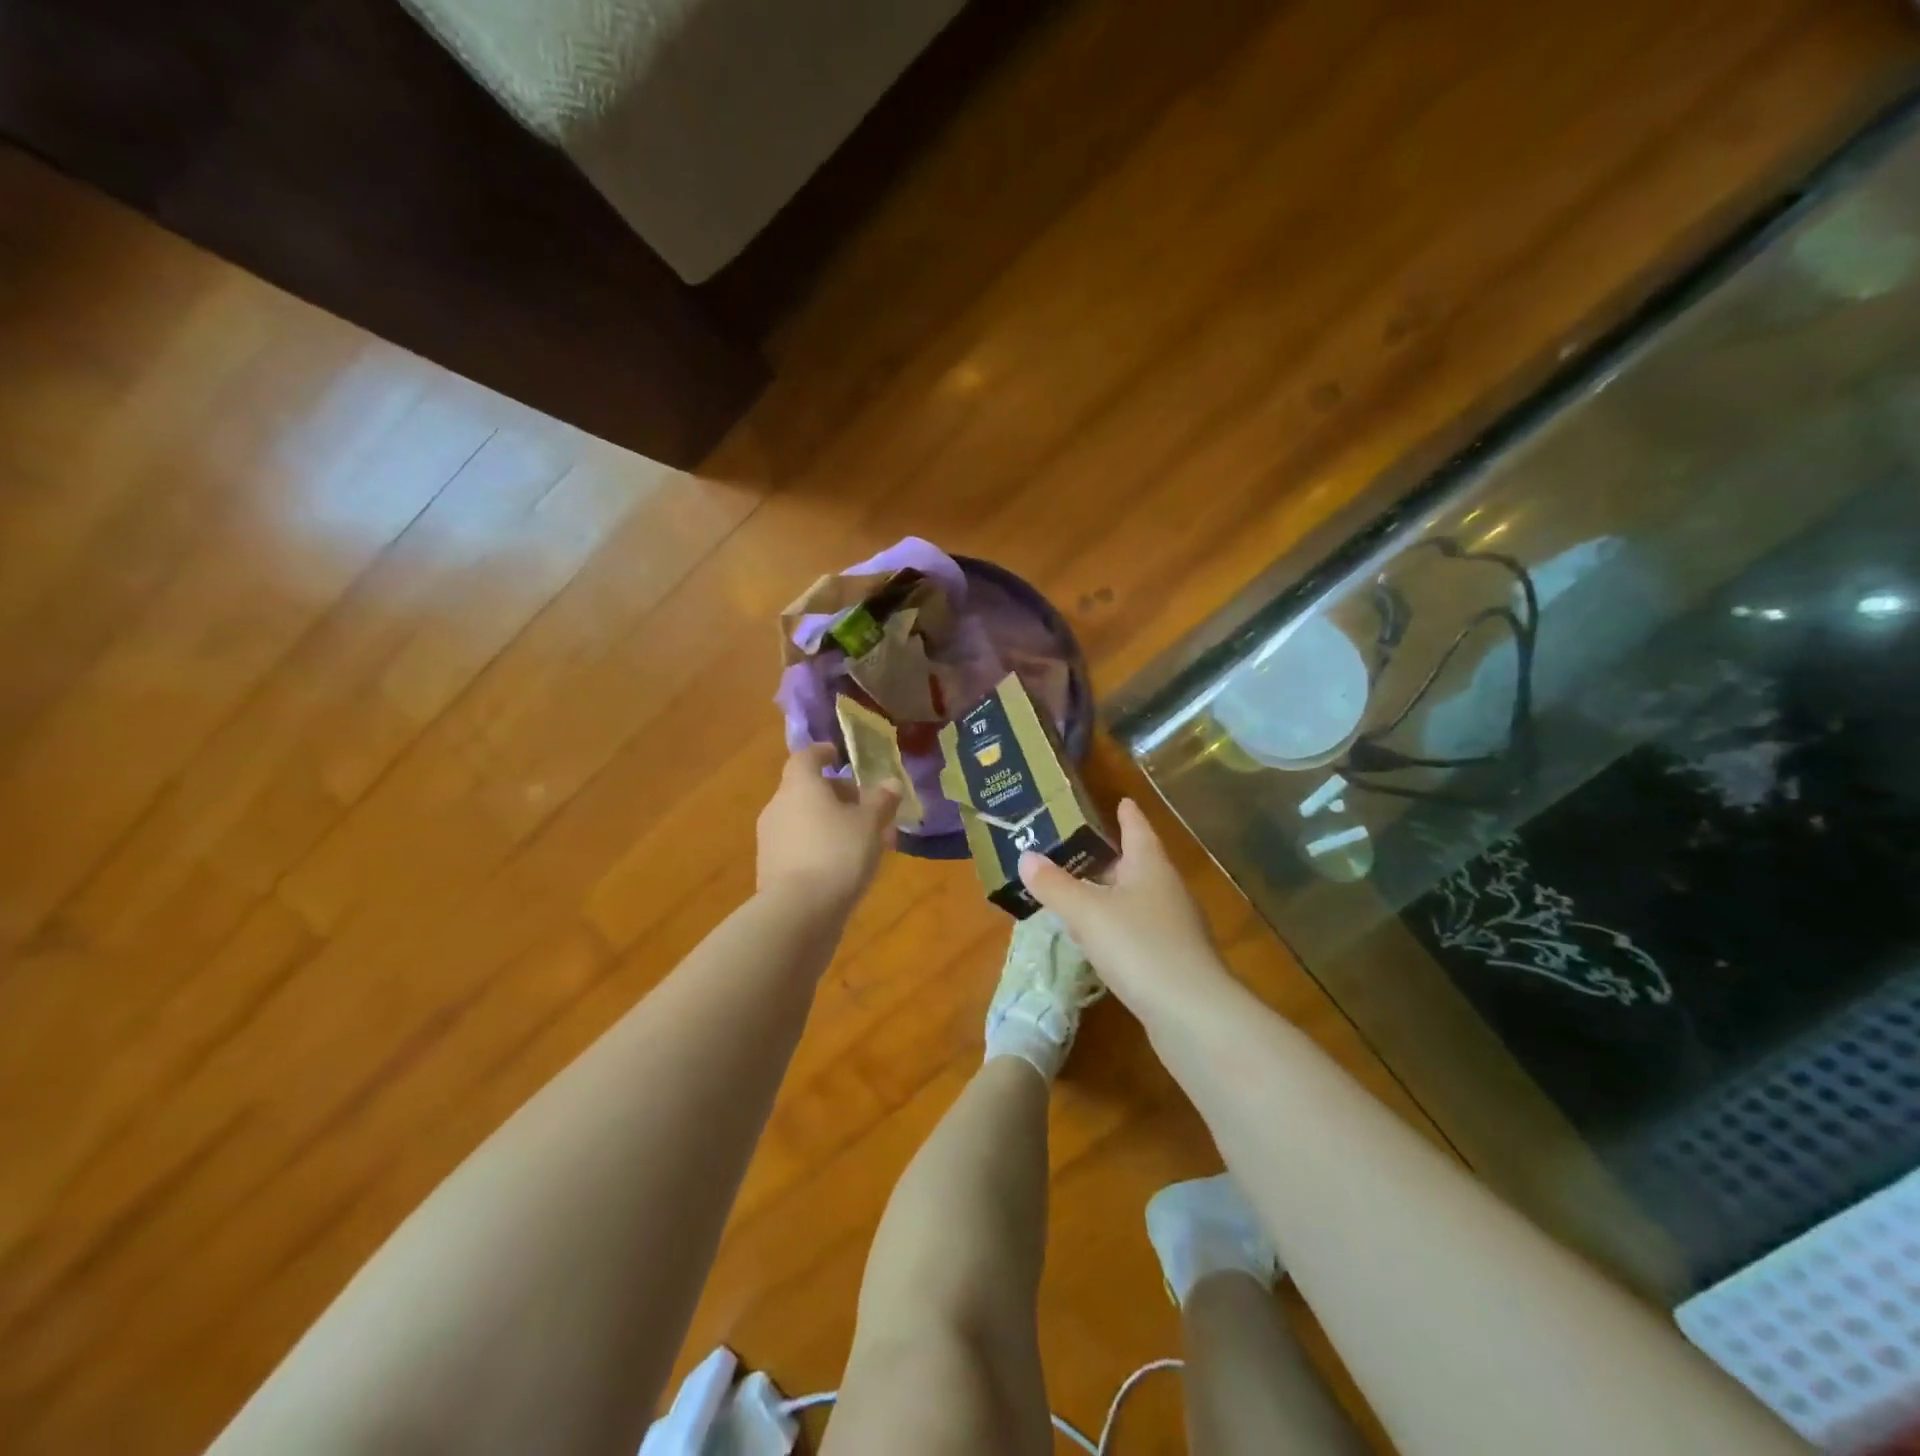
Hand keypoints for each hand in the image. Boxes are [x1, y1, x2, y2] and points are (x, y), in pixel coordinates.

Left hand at [757, 744, 900, 912]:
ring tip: (863, 840)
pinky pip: (800, 847)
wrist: (798, 913)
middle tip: (867, 807)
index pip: (806, 757)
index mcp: (799, 786)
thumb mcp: (870, 824)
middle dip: (837, 795)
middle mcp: (778, 807)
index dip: (823, 753)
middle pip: (806, 790)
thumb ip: (881, 801)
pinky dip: (821, 847)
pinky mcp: (771, 870)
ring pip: (805, 820)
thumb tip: (891, 783)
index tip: (840, 756)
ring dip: (831, 823)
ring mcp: (771, 840)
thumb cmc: (837, 853)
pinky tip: (844, 866)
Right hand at [1018, 799, 1239, 1026]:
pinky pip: (1139, 930)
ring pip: (1137, 899)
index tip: (1119, 799)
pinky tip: (1099, 941)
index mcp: (1150, 867)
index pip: (1138, 829)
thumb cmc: (1140, 947)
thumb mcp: (1088, 913)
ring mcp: (1175, 927)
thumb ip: (1055, 885)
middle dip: (1109, 856)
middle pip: (1137, 863)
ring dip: (1110, 893)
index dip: (1126, 814)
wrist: (1194, 1016)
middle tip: (1076, 848)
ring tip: (1079, 892)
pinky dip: (1117, 926)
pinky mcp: (1174, 960)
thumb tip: (1025, 856)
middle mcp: (1167, 890)